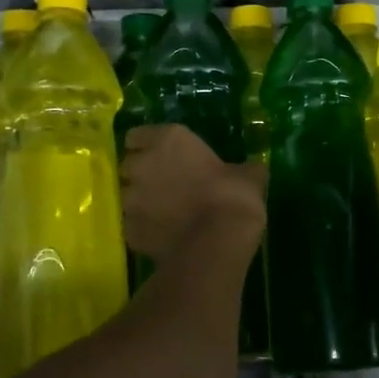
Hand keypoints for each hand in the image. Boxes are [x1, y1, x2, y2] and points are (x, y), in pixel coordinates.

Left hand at [121, 124, 265, 260]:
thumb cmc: (234, 196)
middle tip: (166, 187)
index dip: (147, 147)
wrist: (217, 241)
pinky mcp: (129, 230)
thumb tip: (251, 171)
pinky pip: (132, 226)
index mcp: (168, 140)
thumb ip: (241, 169)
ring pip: (127, 197)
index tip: (163, 157)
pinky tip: (164, 236)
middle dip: (142, 175)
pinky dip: (144, 229)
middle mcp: (142, 164)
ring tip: (164, 215)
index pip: (137, 136)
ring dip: (141, 203)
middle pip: (129, 166)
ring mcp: (130, 199)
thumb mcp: (249, 175)